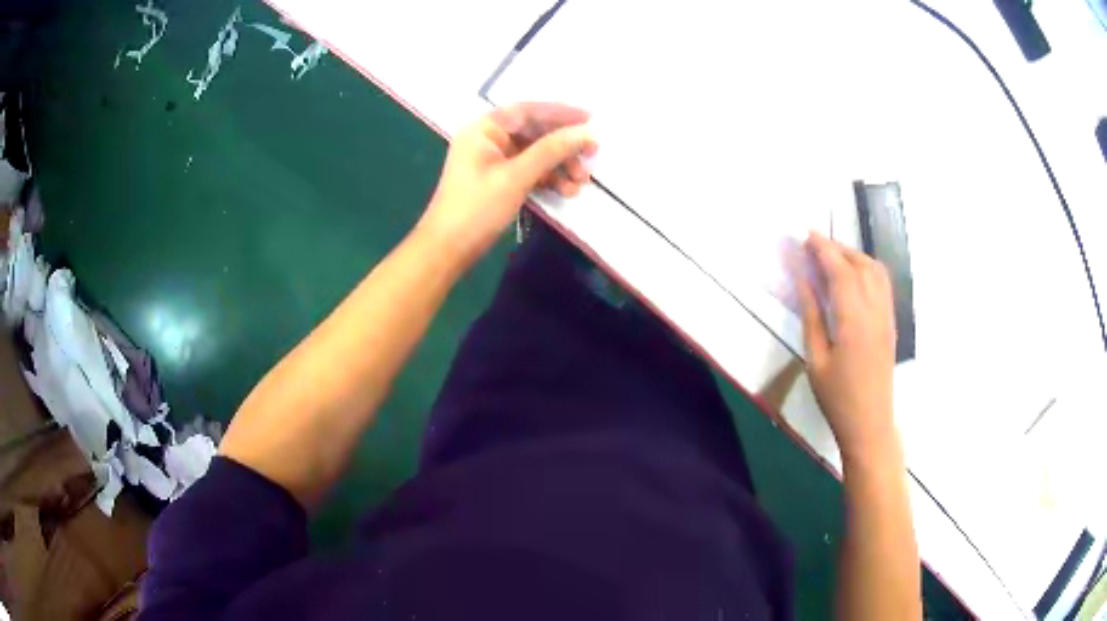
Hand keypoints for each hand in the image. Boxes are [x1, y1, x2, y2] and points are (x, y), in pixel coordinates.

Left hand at [416, 102, 597, 264]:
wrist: (447, 250)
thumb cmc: (476, 208)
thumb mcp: (516, 177)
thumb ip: (551, 151)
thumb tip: (585, 133)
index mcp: (483, 130)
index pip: (527, 111)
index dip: (560, 113)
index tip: (590, 119)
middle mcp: (487, 139)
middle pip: (533, 132)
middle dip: (563, 145)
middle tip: (592, 156)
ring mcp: (492, 161)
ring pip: (534, 154)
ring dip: (559, 165)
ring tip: (580, 183)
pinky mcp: (497, 181)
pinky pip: (528, 171)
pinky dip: (547, 178)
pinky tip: (565, 191)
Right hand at [798, 233, 897, 465]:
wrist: (870, 423)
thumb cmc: (837, 398)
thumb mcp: (815, 359)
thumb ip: (812, 316)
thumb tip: (804, 281)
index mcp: (853, 320)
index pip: (840, 271)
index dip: (823, 249)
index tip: (806, 235)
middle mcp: (875, 310)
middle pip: (860, 264)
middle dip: (837, 248)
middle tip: (814, 245)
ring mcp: (886, 316)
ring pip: (876, 270)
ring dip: (854, 256)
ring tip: (833, 257)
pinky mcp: (891, 323)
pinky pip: (883, 284)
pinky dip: (868, 269)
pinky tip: (854, 276)